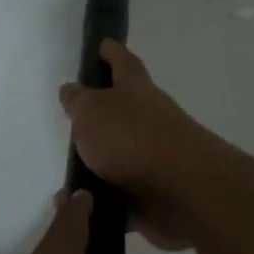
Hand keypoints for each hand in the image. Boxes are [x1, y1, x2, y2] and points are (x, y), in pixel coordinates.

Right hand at [60, 40, 221, 250]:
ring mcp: (156, 158)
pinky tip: (81, 209)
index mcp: (136, 91)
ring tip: (69, 177)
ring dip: (98, 166)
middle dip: (103, 115)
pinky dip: (103, 202)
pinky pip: (122, 197)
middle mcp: (150, 120)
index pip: (123, 63)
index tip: (104, 44)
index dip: (112, 53)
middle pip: (125, 111)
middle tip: (76, 121)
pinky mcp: (156, 194)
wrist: (184, 190)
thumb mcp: (93, 112)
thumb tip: (72, 90)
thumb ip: (79, 102)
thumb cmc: (133, 139)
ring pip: (121, 157)